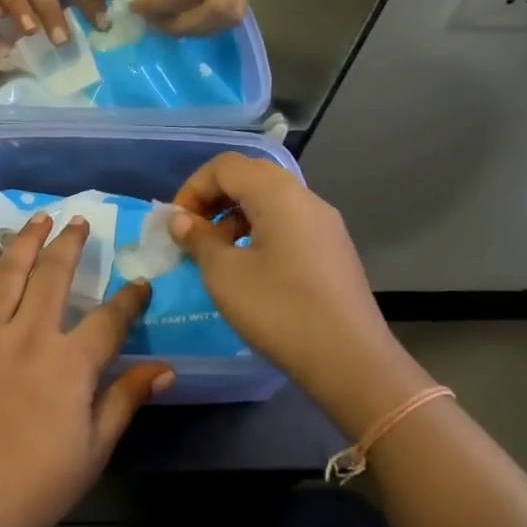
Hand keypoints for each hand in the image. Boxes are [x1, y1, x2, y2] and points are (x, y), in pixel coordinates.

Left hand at [0, 213, 171, 526]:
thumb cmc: (28, 488)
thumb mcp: (91, 453)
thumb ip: (125, 402)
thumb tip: (165, 369)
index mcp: (68, 364)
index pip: (109, 320)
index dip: (130, 300)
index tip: (140, 285)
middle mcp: (27, 334)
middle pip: (53, 275)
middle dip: (70, 244)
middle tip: (80, 222)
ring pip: (7, 272)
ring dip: (26, 241)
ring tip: (39, 219)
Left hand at [132, 0, 251, 34]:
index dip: (157, 3)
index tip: (135, 5)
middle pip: (216, 8)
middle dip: (180, 24)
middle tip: (155, 21)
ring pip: (230, 15)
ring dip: (198, 29)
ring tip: (170, 21)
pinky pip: (234, 10)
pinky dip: (210, 23)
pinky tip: (187, 15)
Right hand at [166, 154, 434, 433]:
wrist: (349, 360)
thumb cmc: (279, 310)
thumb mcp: (224, 274)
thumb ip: (197, 238)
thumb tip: (180, 219)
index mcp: (278, 195)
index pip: (225, 166)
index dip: (193, 188)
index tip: (176, 224)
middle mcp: (305, 199)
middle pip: (249, 177)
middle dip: (212, 199)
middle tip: (192, 234)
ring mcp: (324, 224)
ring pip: (269, 200)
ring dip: (233, 217)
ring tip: (216, 254)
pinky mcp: (332, 249)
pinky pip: (287, 223)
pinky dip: (257, 232)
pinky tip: (248, 268)